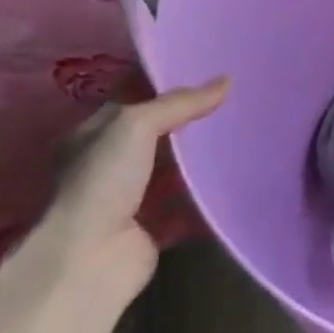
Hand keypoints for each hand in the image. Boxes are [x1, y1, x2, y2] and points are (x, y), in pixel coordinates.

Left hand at [24, 75, 231, 300]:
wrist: (92, 258)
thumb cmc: (103, 182)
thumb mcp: (136, 125)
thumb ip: (180, 103)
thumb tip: (226, 81)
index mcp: (92, 136)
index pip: (132, 101)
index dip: (164, 86)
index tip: (206, 74)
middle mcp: (107, 166)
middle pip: (156, 135)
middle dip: (189, 122)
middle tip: (233, 102)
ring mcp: (130, 199)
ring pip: (173, 169)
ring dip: (201, 159)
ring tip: (241, 135)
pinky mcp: (154, 227)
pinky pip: (188, 205)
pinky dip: (209, 197)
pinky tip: (238, 179)